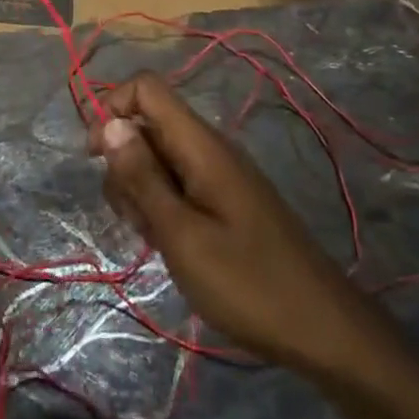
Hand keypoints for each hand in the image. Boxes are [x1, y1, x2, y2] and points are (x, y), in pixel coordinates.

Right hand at [90, 72, 354, 369]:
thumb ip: (142, 177)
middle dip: (124, 164)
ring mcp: (218, 176)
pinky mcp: (223, 201)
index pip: (146, 88)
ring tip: (156, 238)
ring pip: (158, 158)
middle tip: (135, 216)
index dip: (114, 109)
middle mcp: (209, 149)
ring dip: (140, 191)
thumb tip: (109, 123)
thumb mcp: (181, 234)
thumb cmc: (247, 283)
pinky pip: (177, 185)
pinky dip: (162, 207)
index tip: (97, 158)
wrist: (321, 330)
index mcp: (201, 145)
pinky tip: (171, 245)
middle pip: (147, 126)